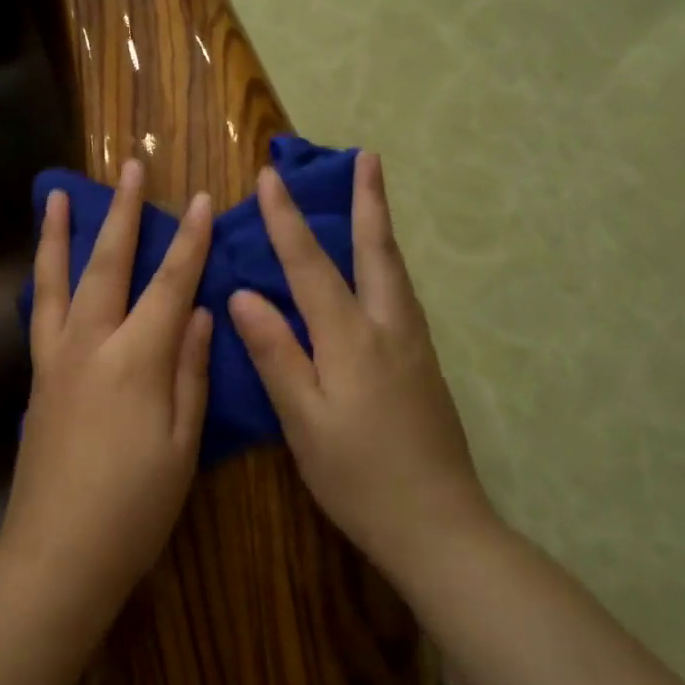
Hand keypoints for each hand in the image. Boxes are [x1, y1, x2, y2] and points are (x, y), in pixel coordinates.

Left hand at [4, 158, 214, 609]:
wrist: (57, 550)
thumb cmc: (134, 507)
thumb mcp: (183, 445)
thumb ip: (193, 372)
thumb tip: (205, 314)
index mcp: (136, 360)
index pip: (170, 285)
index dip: (189, 241)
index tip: (201, 199)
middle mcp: (90, 345)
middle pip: (108, 265)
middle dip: (123, 213)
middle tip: (130, 167)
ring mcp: (55, 358)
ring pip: (57, 280)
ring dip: (61, 234)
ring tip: (59, 195)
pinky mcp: (37, 377)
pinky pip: (40, 312)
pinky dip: (43, 279)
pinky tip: (46, 267)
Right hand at [228, 152, 490, 583]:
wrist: (440, 527)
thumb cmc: (359, 477)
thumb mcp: (304, 420)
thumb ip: (276, 353)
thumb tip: (244, 295)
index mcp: (352, 339)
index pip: (310, 265)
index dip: (285, 220)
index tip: (268, 177)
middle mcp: (389, 329)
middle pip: (376, 252)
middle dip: (368, 201)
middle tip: (367, 157)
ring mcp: (414, 346)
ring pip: (395, 271)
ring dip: (380, 227)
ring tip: (373, 197)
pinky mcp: (424, 366)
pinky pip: (401, 295)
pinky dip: (387, 264)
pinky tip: (379, 273)